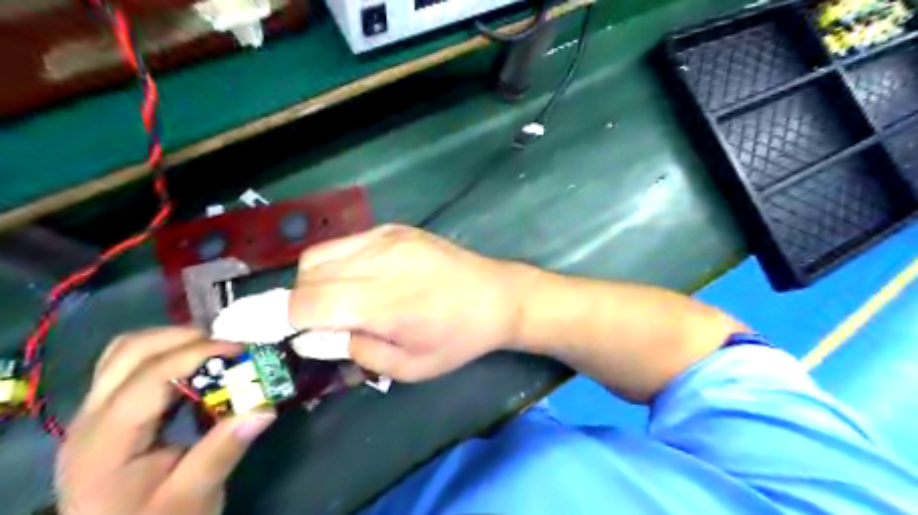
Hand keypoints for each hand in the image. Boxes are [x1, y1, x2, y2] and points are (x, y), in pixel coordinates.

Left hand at [56, 327, 275, 514]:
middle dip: (185, 337)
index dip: (197, 354)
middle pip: (129, 351)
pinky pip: (132, 364)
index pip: (149, 377)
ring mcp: (94, 413)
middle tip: (231, 346)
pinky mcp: (108, 413)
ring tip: (216, 351)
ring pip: (126, 351)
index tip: (243, 350)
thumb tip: (265, 408)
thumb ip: (223, 451)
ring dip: (174, 341)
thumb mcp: (192, 498)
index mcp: (106, 443)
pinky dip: (167, 353)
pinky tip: (197, 367)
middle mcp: (91, 418)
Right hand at [286, 225, 522, 380]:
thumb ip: (354, 351)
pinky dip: (337, 263)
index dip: (282, 320)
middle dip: (300, 303)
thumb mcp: (409, 367)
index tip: (280, 333)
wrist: (497, 296)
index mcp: (385, 303)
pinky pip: (345, 242)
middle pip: (307, 276)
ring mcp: (388, 238)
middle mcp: (380, 262)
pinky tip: (361, 278)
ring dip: (315, 281)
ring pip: (319, 255)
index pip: (307, 304)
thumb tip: (307, 339)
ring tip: (342, 300)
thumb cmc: (457, 339)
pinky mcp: (395, 228)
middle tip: (322, 323)